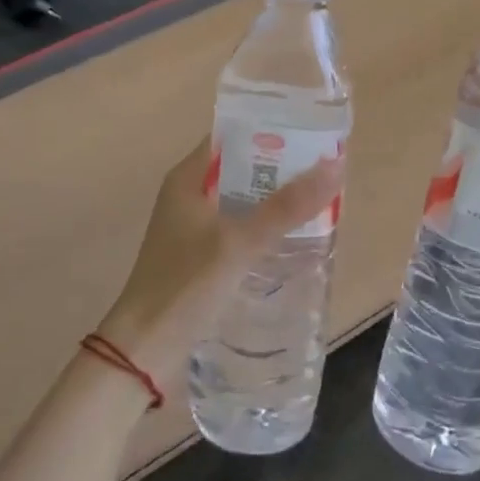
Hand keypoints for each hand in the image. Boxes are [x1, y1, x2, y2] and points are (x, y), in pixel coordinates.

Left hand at [96, 136, 342, 386]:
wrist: (143, 352)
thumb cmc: (185, 286)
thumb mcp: (240, 241)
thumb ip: (287, 206)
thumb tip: (336, 164)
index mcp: (188, 177)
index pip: (233, 135)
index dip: (270, 128)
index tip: (310, 131)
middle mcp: (190, 194)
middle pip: (242, 166)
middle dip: (281, 165)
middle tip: (324, 167)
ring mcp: (195, 226)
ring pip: (244, 198)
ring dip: (275, 197)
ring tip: (319, 196)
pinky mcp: (202, 254)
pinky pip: (241, 225)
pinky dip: (265, 224)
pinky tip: (294, 235)